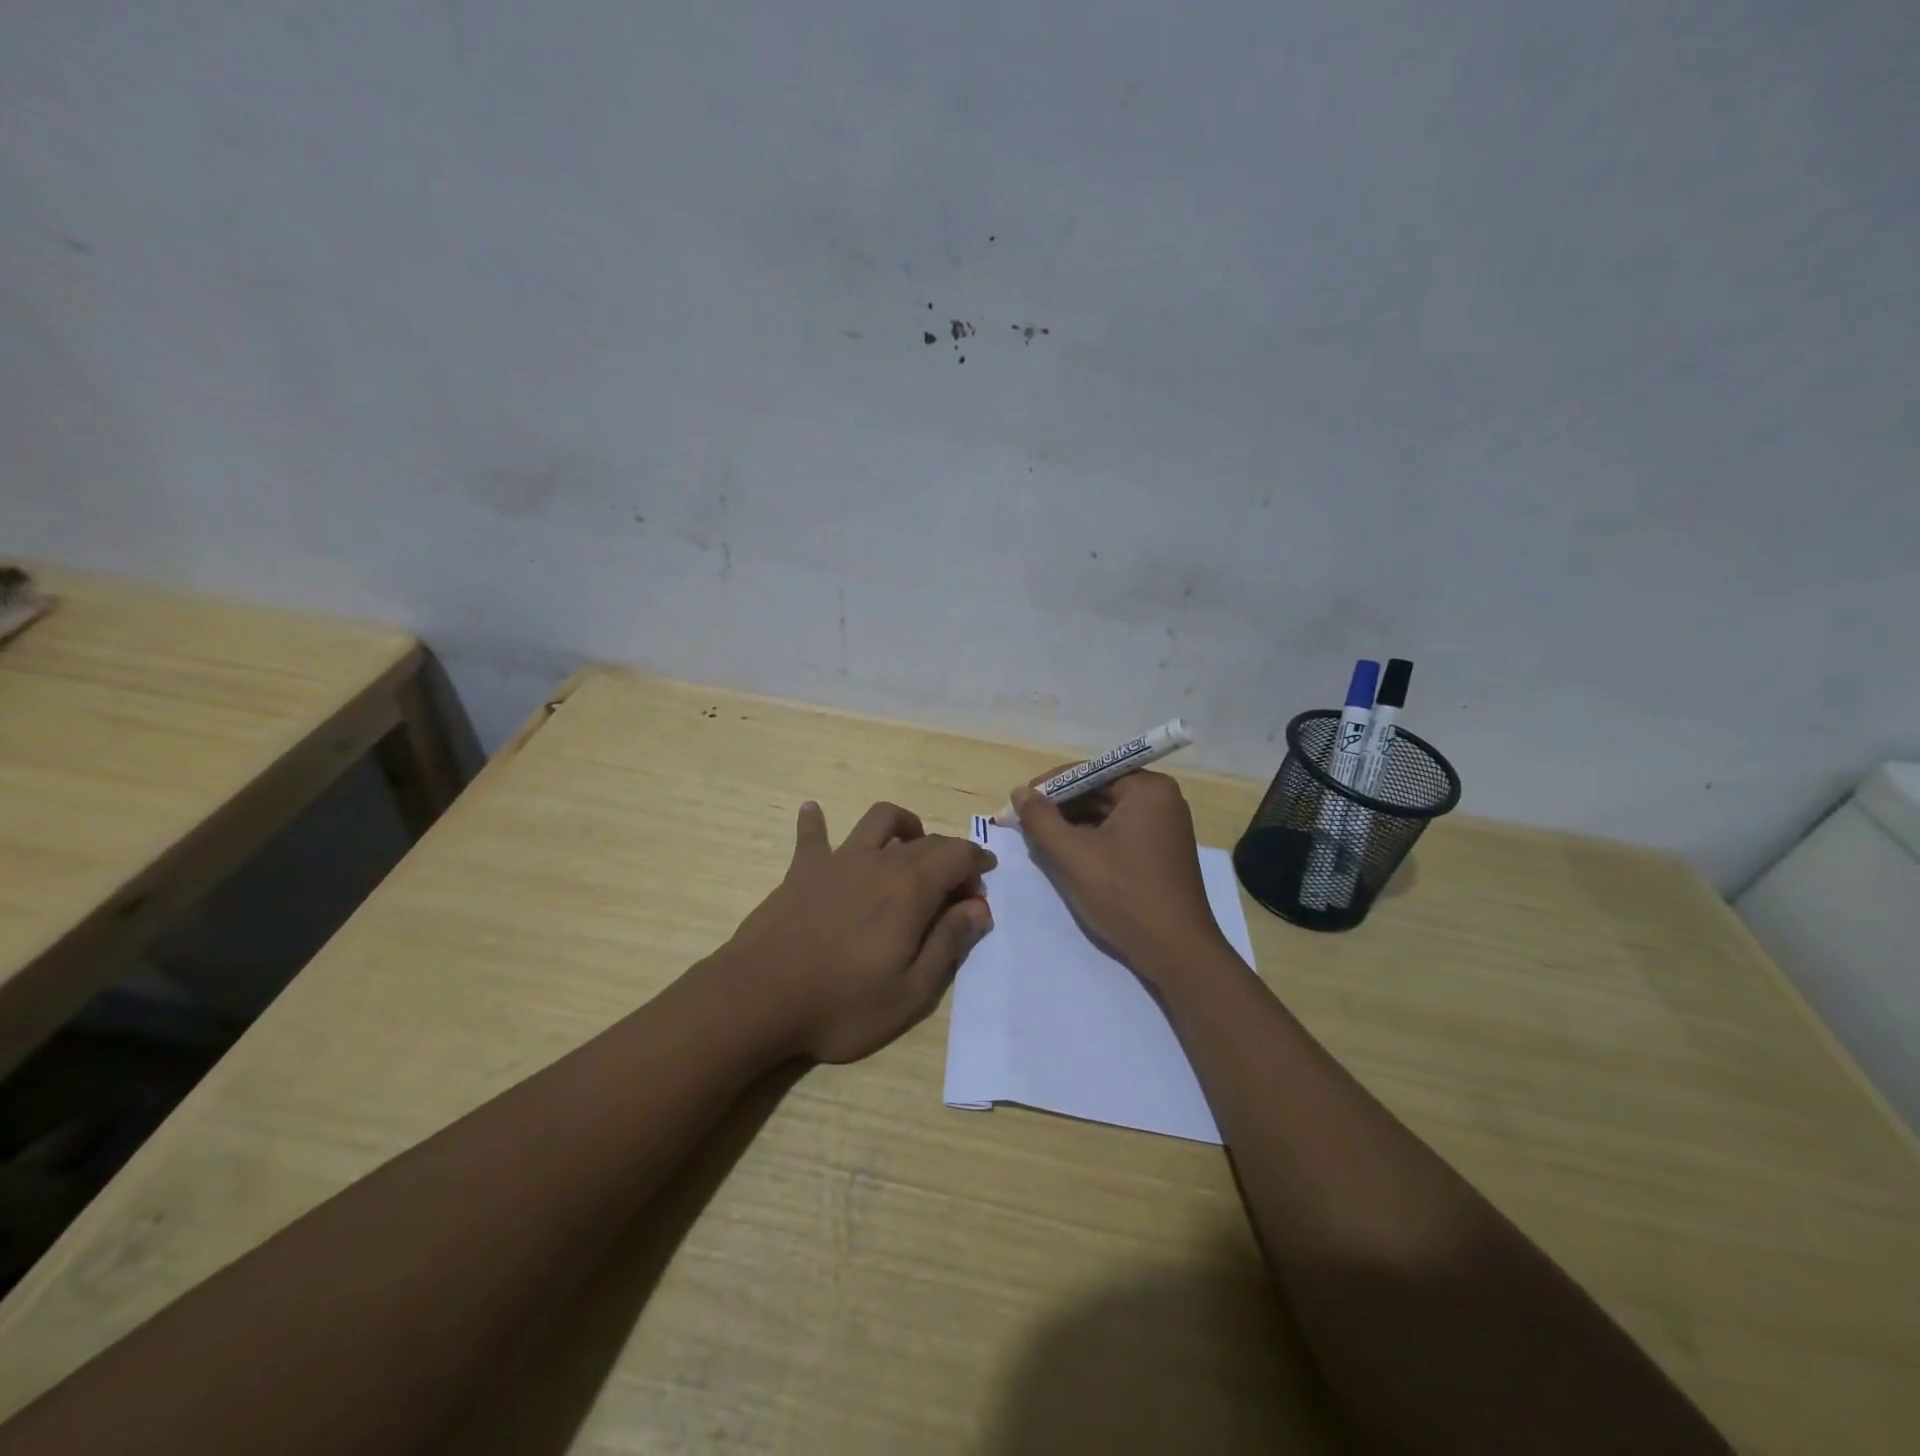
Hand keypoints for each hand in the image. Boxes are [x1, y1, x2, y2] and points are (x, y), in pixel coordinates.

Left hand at [721, 800, 996, 1063]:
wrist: (759, 998)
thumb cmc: (841, 1003)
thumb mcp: (911, 992)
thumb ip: (949, 943)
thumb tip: (979, 907)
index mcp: (911, 888)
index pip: (957, 856)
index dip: (976, 863)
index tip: (983, 883)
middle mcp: (879, 862)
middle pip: (925, 841)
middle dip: (949, 855)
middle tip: (955, 887)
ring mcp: (838, 861)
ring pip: (878, 821)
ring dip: (902, 825)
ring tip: (908, 845)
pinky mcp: (802, 870)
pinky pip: (812, 835)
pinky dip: (816, 822)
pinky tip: (813, 811)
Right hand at [1011, 772, 1224, 983]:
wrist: (1177, 952)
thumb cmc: (1125, 896)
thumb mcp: (1073, 855)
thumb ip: (1041, 819)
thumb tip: (1019, 792)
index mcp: (1147, 789)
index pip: (1088, 773)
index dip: (1049, 787)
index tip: (1018, 805)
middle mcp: (1162, 799)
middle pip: (1098, 792)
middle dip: (1060, 808)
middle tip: (1024, 826)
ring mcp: (1165, 825)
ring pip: (1106, 814)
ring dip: (1073, 826)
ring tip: (1040, 843)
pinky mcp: (1162, 850)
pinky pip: (1119, 833)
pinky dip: (1092, 841)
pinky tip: (1068, 857)